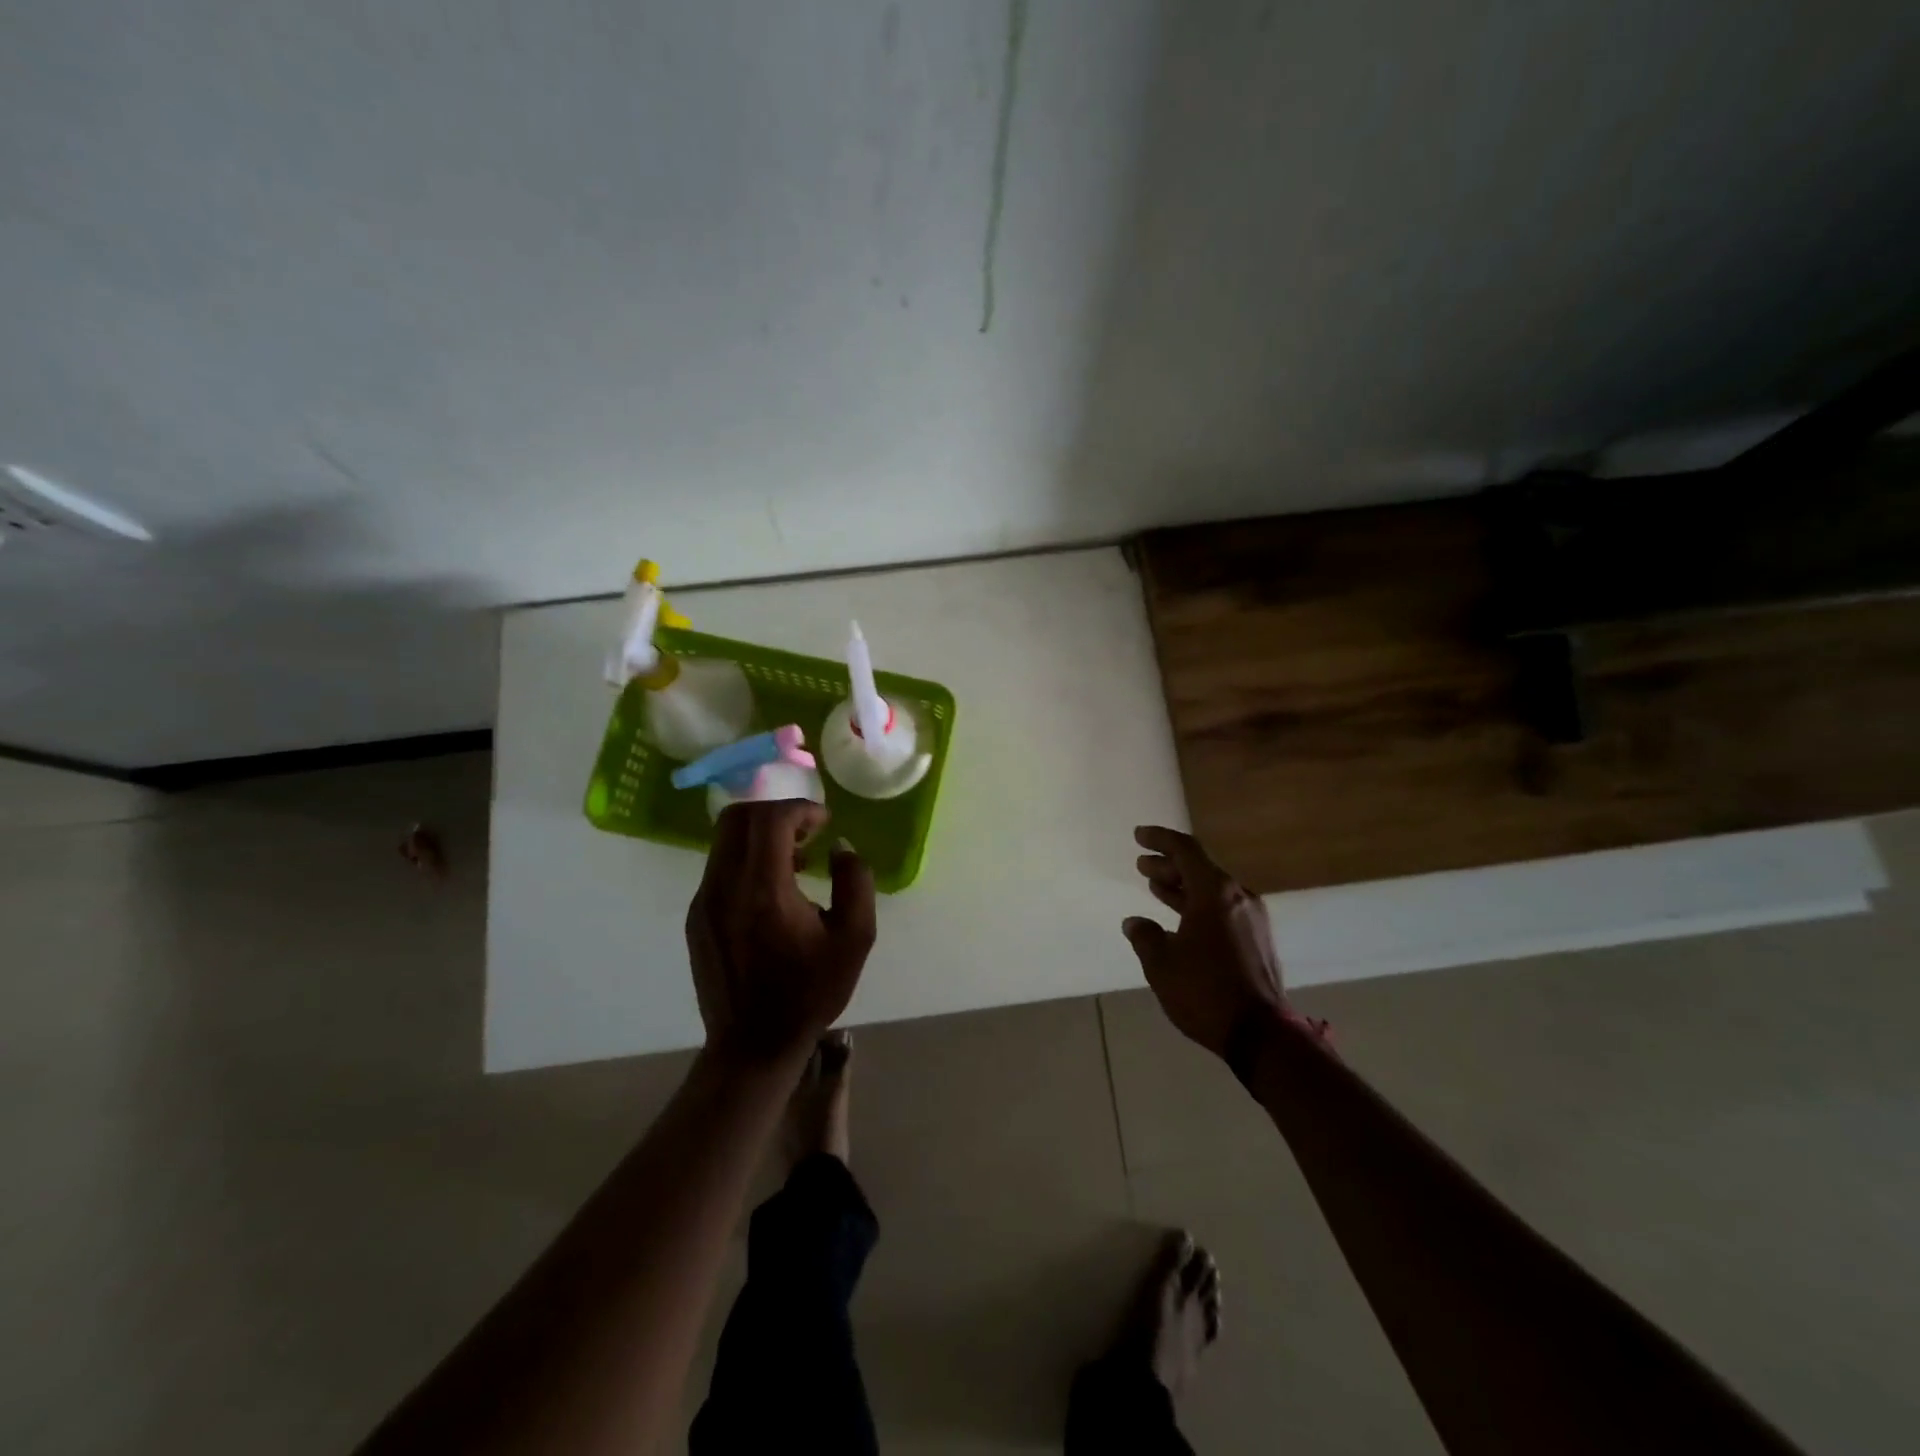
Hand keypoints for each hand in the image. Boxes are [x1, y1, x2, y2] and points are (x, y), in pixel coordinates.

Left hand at [686, 801, 876, 1064]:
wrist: (752, 1045)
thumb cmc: (809, 993)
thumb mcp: (855, 939)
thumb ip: (855, 882)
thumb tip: (840, 848)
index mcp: (763, 891)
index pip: (770, 820)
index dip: (801, 809)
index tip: (825, 823)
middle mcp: (725, 887)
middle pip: (738, 817)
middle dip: (777, 812)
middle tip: (808, 832)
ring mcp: (704, 901)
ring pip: (725, 840)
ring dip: (761, 835)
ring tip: (796, 861)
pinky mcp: (696, 916)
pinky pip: (720, 866)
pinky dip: (747, 858)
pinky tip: (773, 891)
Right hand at [1123, 825, 1285, 1059]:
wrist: (1261, 1035)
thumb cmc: (1205, 991)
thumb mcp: (1162, 964)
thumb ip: (1146, 936)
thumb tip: (1135, 923)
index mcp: (1215, 893)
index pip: (1185, 850)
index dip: (1160, 840)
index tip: (1139, 836)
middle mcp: (1238, 898)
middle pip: (1200, 869)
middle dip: (1168, 865)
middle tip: (1142, 866)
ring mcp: (1253, 920)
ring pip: (1211, 890)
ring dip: (1182, 887)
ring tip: (1155, 887)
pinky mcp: (1258, 941)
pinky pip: (1223, 909)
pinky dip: (1198, 906)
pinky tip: (1181, 919)